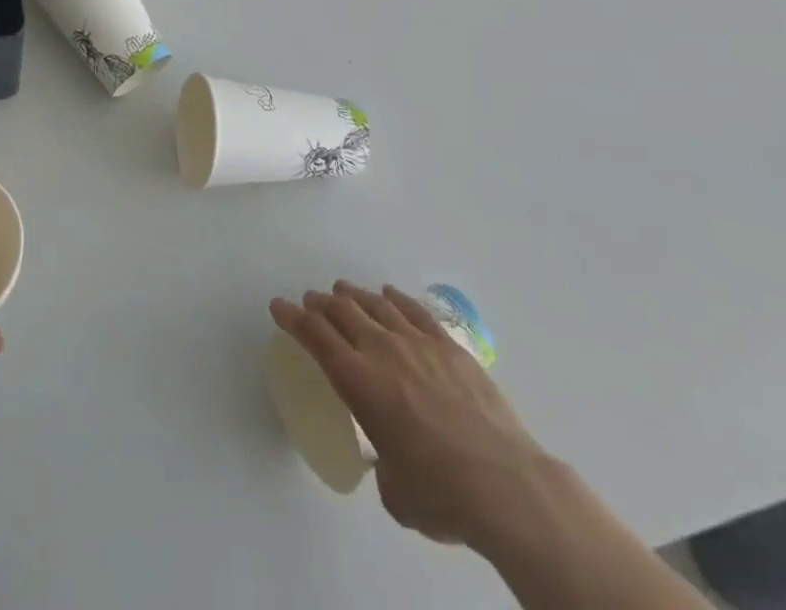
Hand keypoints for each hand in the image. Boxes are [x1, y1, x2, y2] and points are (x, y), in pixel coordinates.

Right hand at [271, 282, 549, 549]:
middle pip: (342, 312)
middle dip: (321, 303)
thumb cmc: (441, 494)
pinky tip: (389, 294)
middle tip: (311, 300)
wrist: (506, 486)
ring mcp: (418, 344)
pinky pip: (415, 311)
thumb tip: (393, 458)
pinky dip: (396, 299)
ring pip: (376, 305)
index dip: (292, 318)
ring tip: (343, 291)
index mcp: (359, 382)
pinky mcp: (451, 348)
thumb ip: (384, 463)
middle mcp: (382, 351)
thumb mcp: (395, 489)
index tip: (279, 306)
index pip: (315, 336)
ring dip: (354, 296)